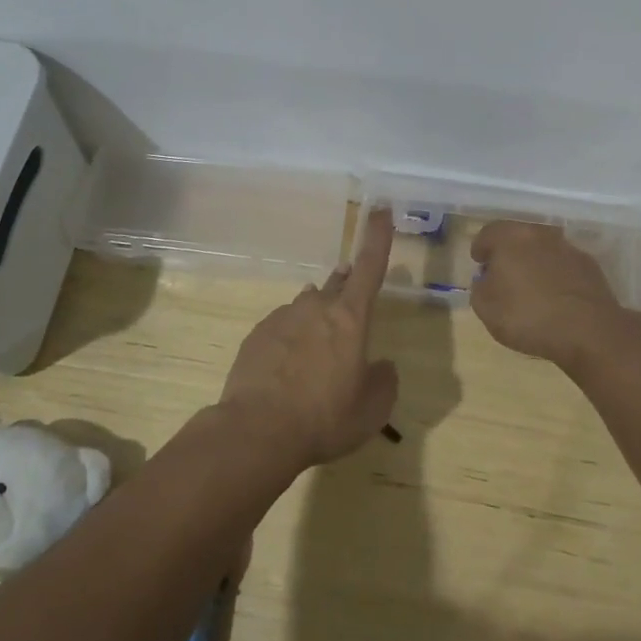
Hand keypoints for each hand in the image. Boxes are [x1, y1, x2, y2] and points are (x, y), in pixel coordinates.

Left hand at [220, 208, 399, 468]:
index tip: (381, 209)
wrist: (257, 431)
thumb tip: (381, 365)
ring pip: (307, 307)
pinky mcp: (257, 335)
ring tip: (317, 354)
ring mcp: (283, 317)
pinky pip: (282, 328)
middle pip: (338, 284)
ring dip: (317, 321)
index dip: (378, 236)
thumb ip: (384, 381)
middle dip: (347, 286)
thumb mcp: (372, 409)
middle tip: (352, 303)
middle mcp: (316, 307)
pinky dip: (291, 341)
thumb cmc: (325, 418)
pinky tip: (288, 371)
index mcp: (350, 318)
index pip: (370, 266)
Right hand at [469, 221, 633, 372]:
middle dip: (507, 253)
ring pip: (542, 249)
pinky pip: (563, 265)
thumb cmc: (528, 316)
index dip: (480, 248)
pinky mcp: (589, 265)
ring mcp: (568, 247)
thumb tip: (486, 280)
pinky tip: (554, 296)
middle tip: (502, 275)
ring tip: (530, 287)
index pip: (488, 233)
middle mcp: (539, 234)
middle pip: (517, 237)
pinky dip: (555, 274)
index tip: (479, 264)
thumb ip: (479, 288)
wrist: (589, 331)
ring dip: (533, 262)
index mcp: (510, 237)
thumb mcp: (486, 309)